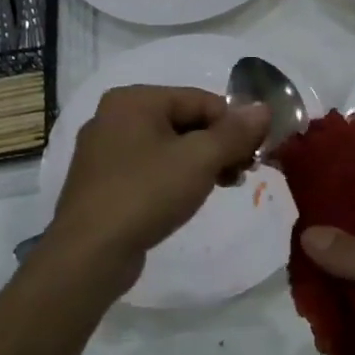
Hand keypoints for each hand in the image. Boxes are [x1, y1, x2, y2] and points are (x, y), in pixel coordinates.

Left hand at [49, 85, 268, 282]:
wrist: (89, 254)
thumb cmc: (146, 194)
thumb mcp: (200, 159)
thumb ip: (235, 132)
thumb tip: (264, 109)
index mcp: (135, 100)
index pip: (202, 100)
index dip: (235, 125)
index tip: (257, 155)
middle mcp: (115, 116)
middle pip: (186, 120)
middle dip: (220, 145)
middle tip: (243, 173)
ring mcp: (106, 151)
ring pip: (170, 146)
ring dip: (203, 162)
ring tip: (224, 185)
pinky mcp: (104, 182)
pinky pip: (152, 167)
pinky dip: (177, 176)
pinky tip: (191, 197)